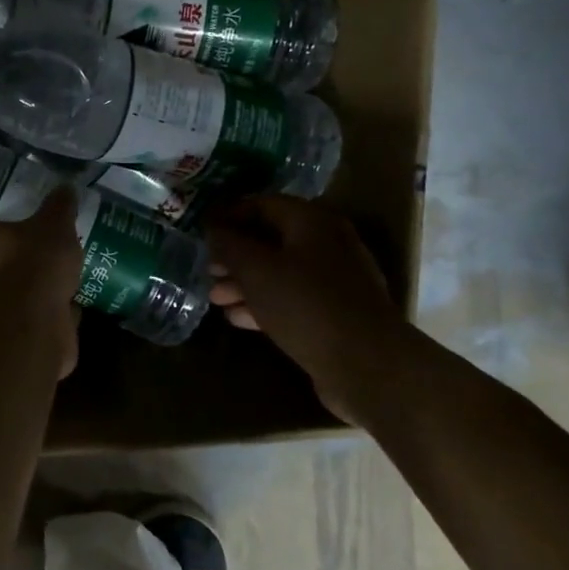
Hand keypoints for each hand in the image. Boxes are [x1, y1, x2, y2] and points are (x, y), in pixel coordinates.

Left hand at [0, 187, 82, 377]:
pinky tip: (65, 321)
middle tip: (18, 270)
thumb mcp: (51, 225)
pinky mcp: (13, 352)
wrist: (30, 322)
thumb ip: (57, 210)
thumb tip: (65, 188)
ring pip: (3, 311)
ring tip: (50, 293)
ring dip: (23, 305)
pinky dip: (46, 328)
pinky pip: (30, 334)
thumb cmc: (28, 261)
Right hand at [206, 195, 417, 425]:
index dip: (230, 214)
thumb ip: (229, 244)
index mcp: (312, 222)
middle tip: (207, 269)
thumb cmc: (305, 303)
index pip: (263, 204)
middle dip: (235, 255)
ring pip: (280, 274)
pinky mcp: (334, 315)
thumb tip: (213, 228)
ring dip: (245, 284)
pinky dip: (264, 305)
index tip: (203, 229)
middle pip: (272, 241)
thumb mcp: (255, 269)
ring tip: (215, 298)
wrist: (365, 365)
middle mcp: (327, 245)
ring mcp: (334, 283)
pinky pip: (292, 301)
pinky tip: (237, 318)